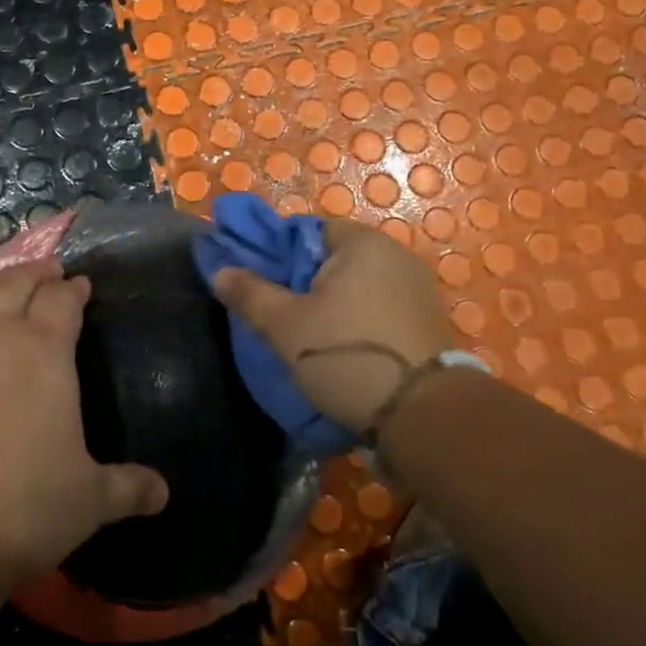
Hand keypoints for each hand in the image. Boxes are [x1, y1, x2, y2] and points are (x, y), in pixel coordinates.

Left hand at [0, 261, 168, 578]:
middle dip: (35, 275)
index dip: (74, 290)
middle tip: (46, 273)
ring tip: (0, 283)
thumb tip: (163, 493)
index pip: (62, 300)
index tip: (80, 287)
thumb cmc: (19, 509)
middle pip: (16, 284)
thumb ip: (128, 488)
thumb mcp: (88, 502)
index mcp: (44, 351)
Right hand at [206, 218, 456, 432]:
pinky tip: (340, 347)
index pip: (307, 230)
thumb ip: (250, 292)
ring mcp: (416, 288)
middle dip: (301, 280)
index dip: (277, 253)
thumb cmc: (347, 354)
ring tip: (306, 334)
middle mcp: (395, 254)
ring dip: (329, 303)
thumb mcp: (285, 325)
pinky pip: (377, 306)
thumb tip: (220, 270)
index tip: (260, 283)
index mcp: (362, 242)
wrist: (422, 414)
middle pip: (331, 258)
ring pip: (354, 285)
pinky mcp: (426, 320)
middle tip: (277, 312)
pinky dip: (355, 319)